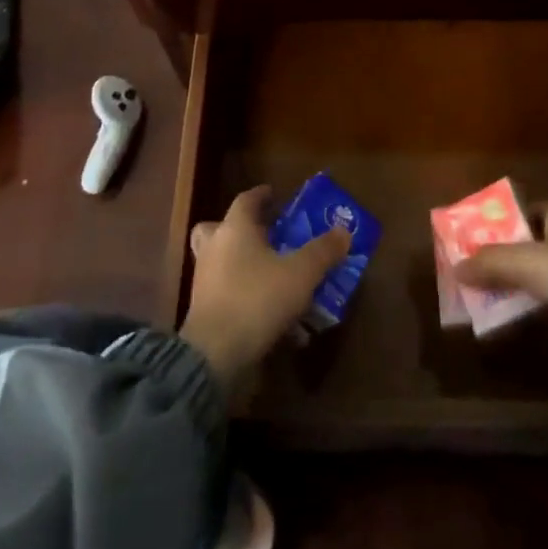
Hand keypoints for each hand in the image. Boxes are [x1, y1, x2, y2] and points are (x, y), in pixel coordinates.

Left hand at [179, 186, 350, 389]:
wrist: (214, 354)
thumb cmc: (257, 299)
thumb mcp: (301, 273)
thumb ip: (323, 251)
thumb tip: (343, 231)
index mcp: (235, 228)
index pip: (246, 200)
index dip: (262, 195)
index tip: (275, 194)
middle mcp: (215, 248)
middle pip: (222, 228)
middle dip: (244, 230)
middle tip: (268, 235)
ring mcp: (206, 280)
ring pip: (224, 262)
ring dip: (248, 267)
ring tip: (278, 279)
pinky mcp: (204, 310)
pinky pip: (230, 294)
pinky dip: (250, 300)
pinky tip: (277, 321)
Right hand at [455, 201, 547, 411]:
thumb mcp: (526, 261)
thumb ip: (490, 262)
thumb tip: (455, 267)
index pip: (530, 210)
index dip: (505, 219)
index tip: (478, 232)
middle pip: (531, 244)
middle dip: (503, 255)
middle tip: (471, 267)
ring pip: (539, 276)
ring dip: (514, 284)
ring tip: (480, 295)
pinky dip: (530, 308)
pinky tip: (508, 317)